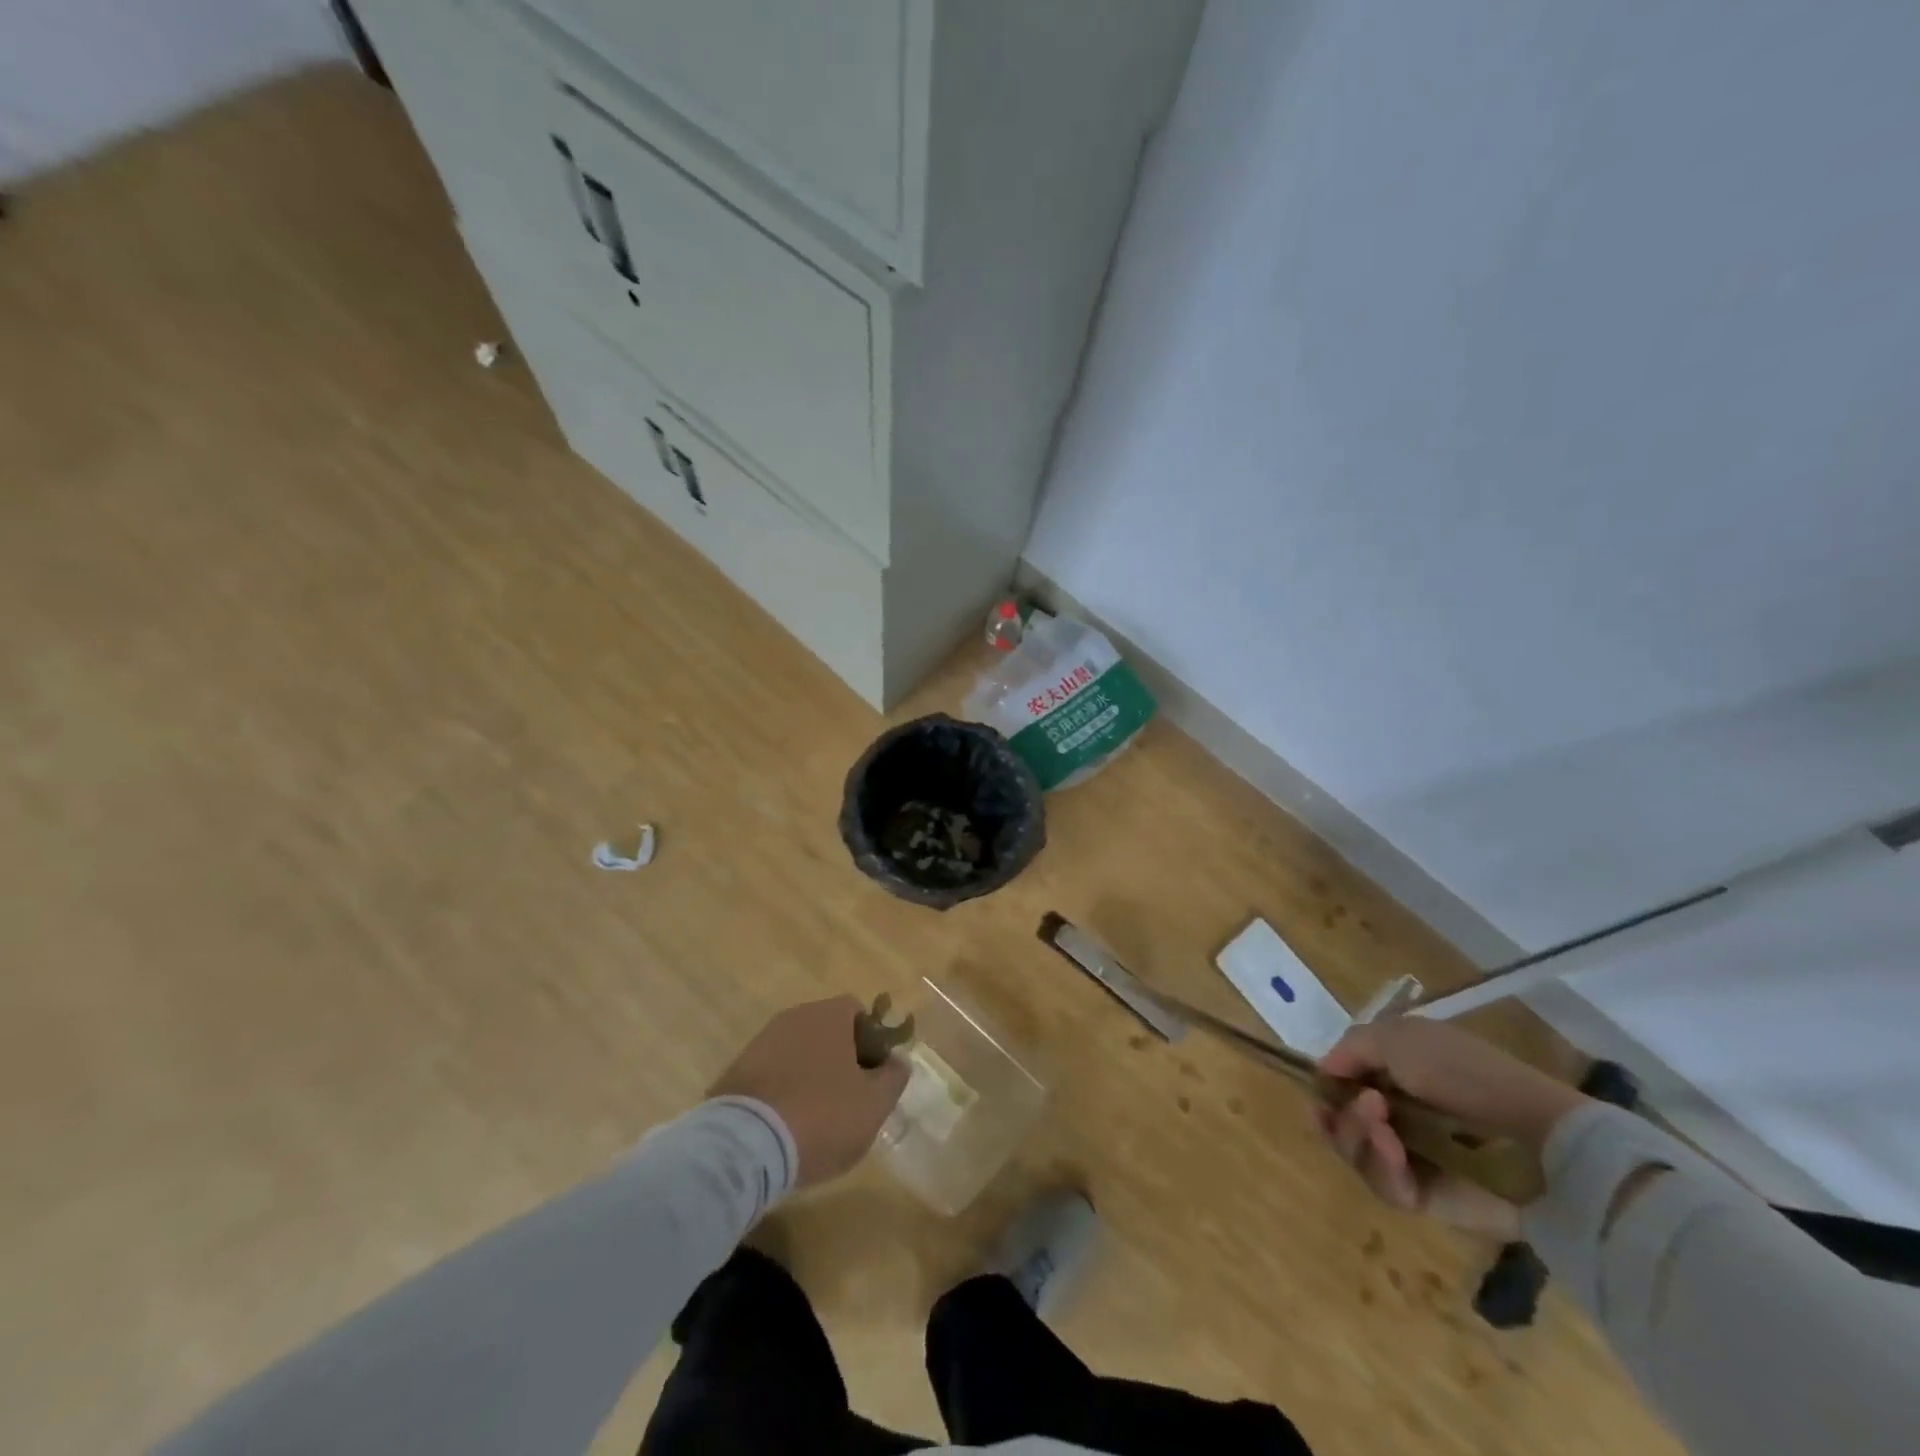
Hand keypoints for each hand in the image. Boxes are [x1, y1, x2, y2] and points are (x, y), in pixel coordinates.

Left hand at [708, 996, 909, 1187]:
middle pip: (826, 1030)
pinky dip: (781, 1092)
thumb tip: (897, 1061)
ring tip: (815, 1119)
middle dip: (840, 1058)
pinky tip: (785, 1126)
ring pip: (797, 1052)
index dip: (872, 1039)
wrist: (745, 1146)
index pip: (857, 1011)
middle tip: (849, 1099)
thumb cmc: (821, 1116)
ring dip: (809, 1075)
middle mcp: (793, 1017)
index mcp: (828, 1015)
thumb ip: (893, 1077)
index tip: (874, 1074)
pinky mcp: (734, 1072)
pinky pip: (770, 1075)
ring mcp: (760, 1043)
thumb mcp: (874, 1104)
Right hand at [1315, 1018, 1586, 1232]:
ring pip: (1357, 1154)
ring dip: (1359, 1138)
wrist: (1537, 1139)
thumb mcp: (1398, 1038)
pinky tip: (1396, 1152)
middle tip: (1366, 1108)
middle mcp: (1400, 1115)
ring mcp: (1414, 1159)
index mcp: (1397, 1075)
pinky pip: (1386, 1187)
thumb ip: (1351, 1048)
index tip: (1322, 1088)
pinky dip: (1383, 1167)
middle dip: (1342, 1115)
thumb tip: (1324, 1073)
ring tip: (1384, 1130)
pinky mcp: (1428, 1198)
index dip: (1328, 1088)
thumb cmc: (1465, 1075)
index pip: (1345, 1085)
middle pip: (1343, 1123)